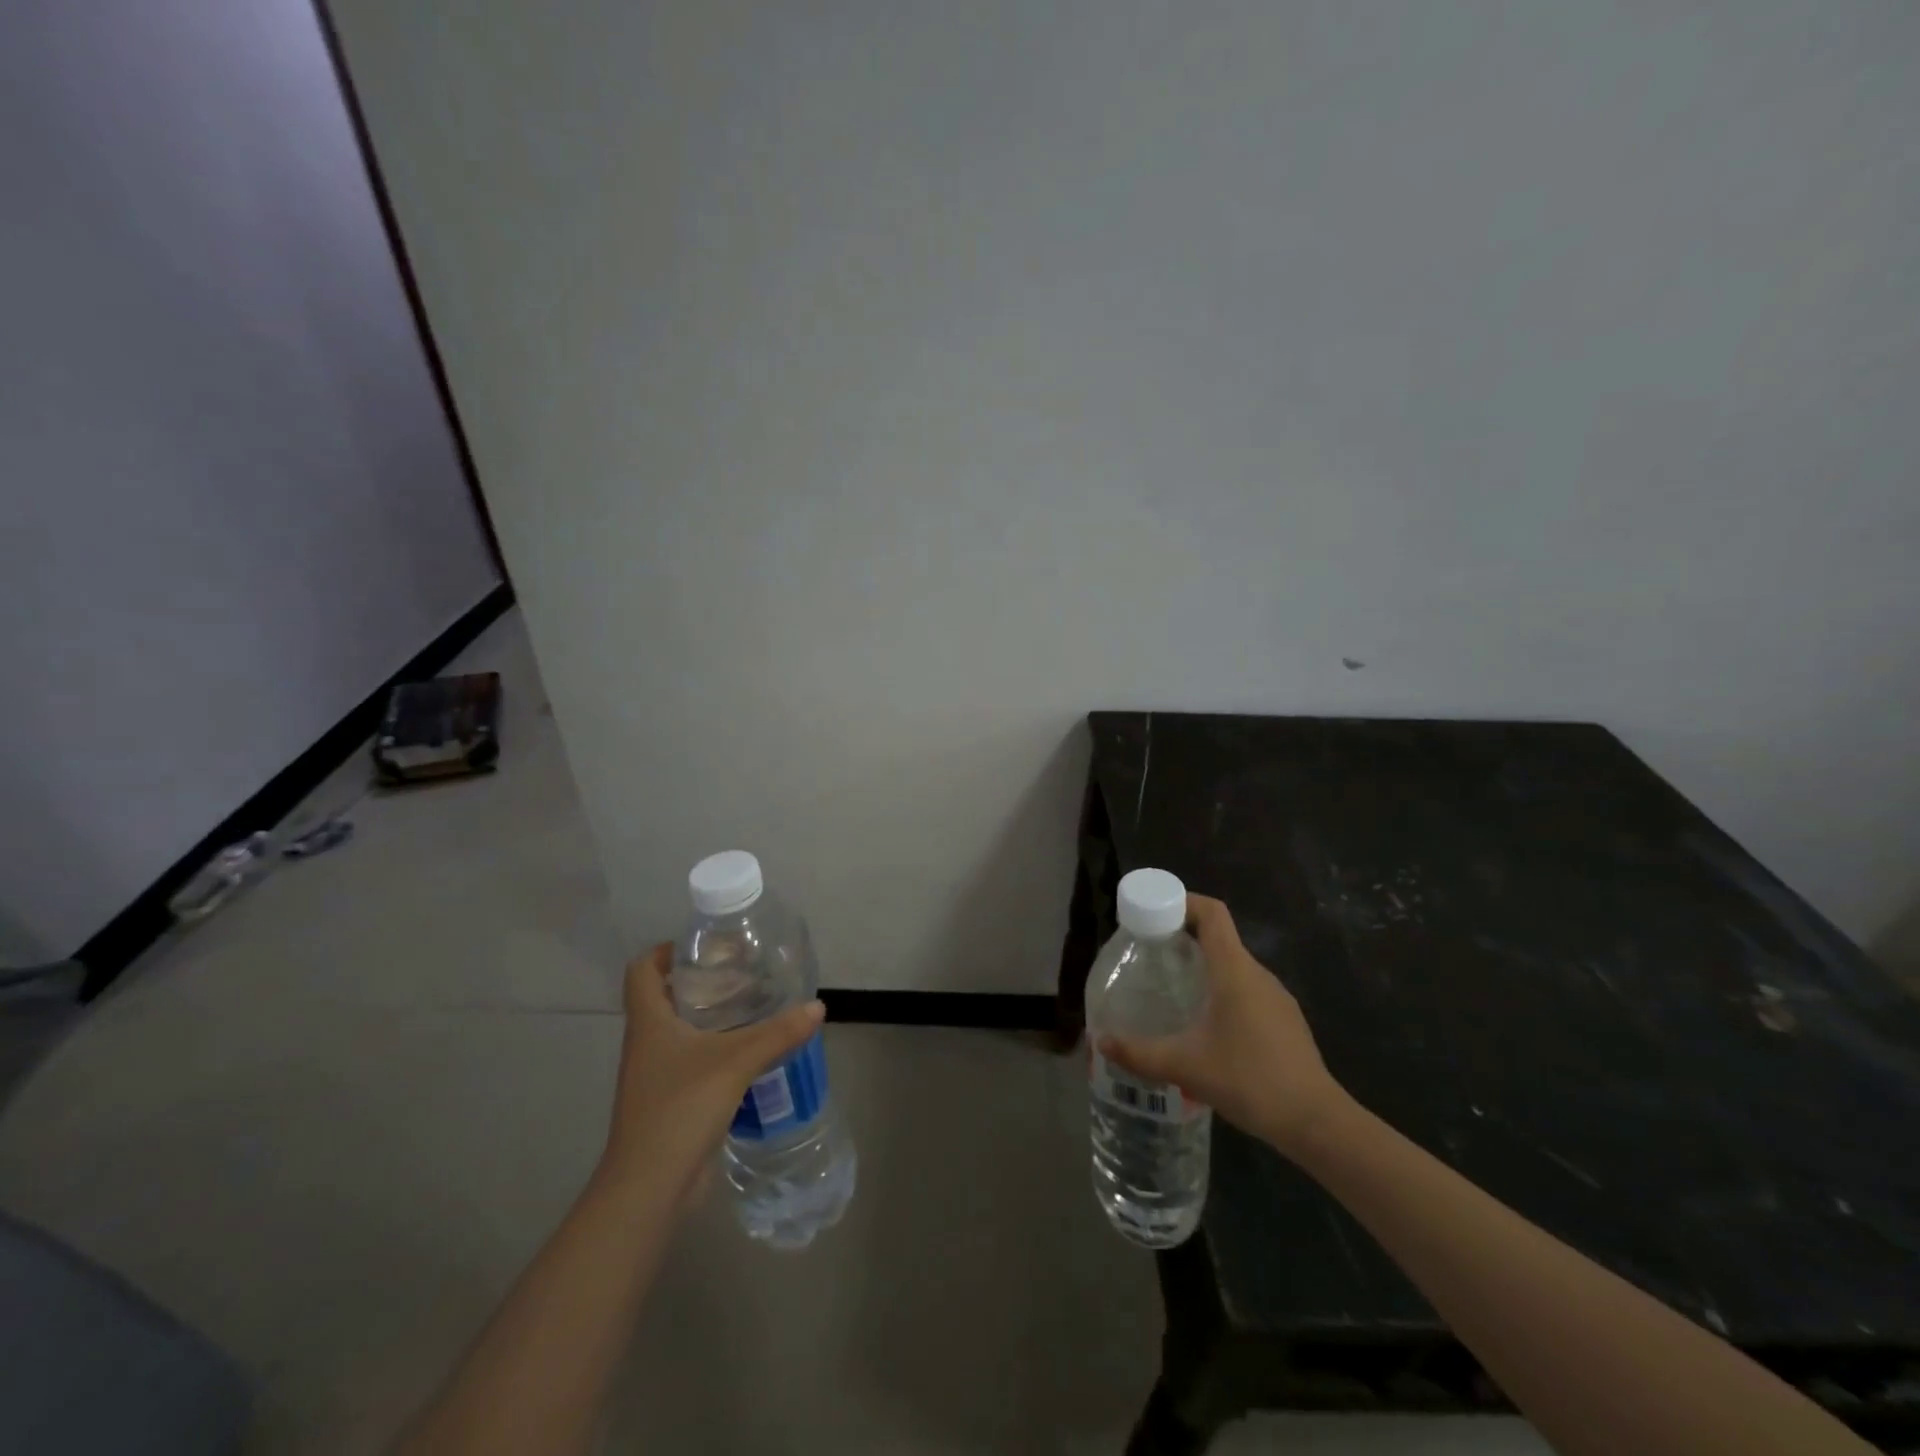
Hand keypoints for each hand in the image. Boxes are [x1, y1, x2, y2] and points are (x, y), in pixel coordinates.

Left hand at [599, 944, 823, 1204]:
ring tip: (752, 1008)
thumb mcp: (736, 1063)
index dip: (663, 952)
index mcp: (649, 1024)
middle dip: (698, 982)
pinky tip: (749, 1055)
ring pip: (679, 1033)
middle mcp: (646, 1044)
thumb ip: (778, 1033)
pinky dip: (715, 1051)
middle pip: (663, 998)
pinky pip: (691, 1063)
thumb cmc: (680, 1109)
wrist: (649, 1188)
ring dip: (709, 1018)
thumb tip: (817, 1007)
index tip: (700, 946)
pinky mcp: (669, 1103)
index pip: (641, 971)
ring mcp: (655, 1076)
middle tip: (739, 972)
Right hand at [1098, 894, 1347, 1157]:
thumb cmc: (1250, 1080)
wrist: (1316, 1122)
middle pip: (1220, 936)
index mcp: (1234, 970)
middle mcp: (1257, 974)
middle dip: (1183, 937)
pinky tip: (1206, 1025)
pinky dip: (1222, 991)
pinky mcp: (1285, 1021)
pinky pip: (1247, 990)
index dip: (1183, 901)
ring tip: (1172, 988)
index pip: (1212, 912)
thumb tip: (1101, 1042)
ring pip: (1234, 966)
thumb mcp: (1185, 1066)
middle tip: (1150, 953)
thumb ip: (1139, 1053)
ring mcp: (1276, 998)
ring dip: (1204, 967)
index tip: (1153, 913)